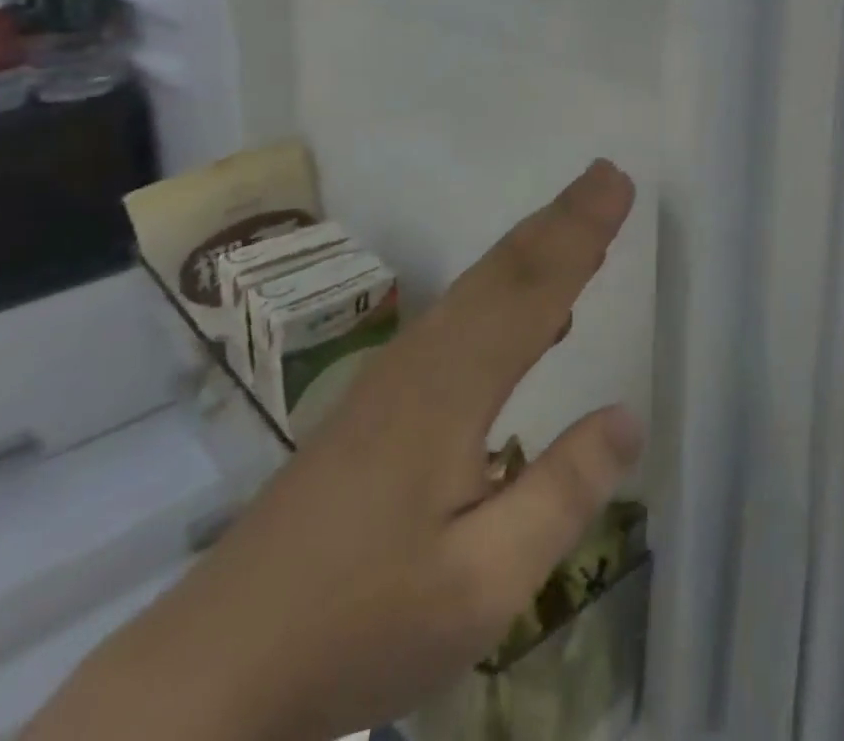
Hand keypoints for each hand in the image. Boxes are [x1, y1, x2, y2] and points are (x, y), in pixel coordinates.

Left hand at [24, 160, 645, 740]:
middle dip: (562, 219)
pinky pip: (460, 317)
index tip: (617, 180)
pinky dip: (505, 291)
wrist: (216, 667)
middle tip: (607, 177)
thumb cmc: (358, 621)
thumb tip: (627, 415)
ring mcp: (396, 376)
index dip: (580, 230)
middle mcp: (425, 359)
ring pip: (478, 288)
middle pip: (504, 269)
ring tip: (582, 225)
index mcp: (453, 386)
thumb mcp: (481, 583)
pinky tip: (533, 321)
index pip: (533, 287)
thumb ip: (561, 493)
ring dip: (534, 247)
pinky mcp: (380, 400)